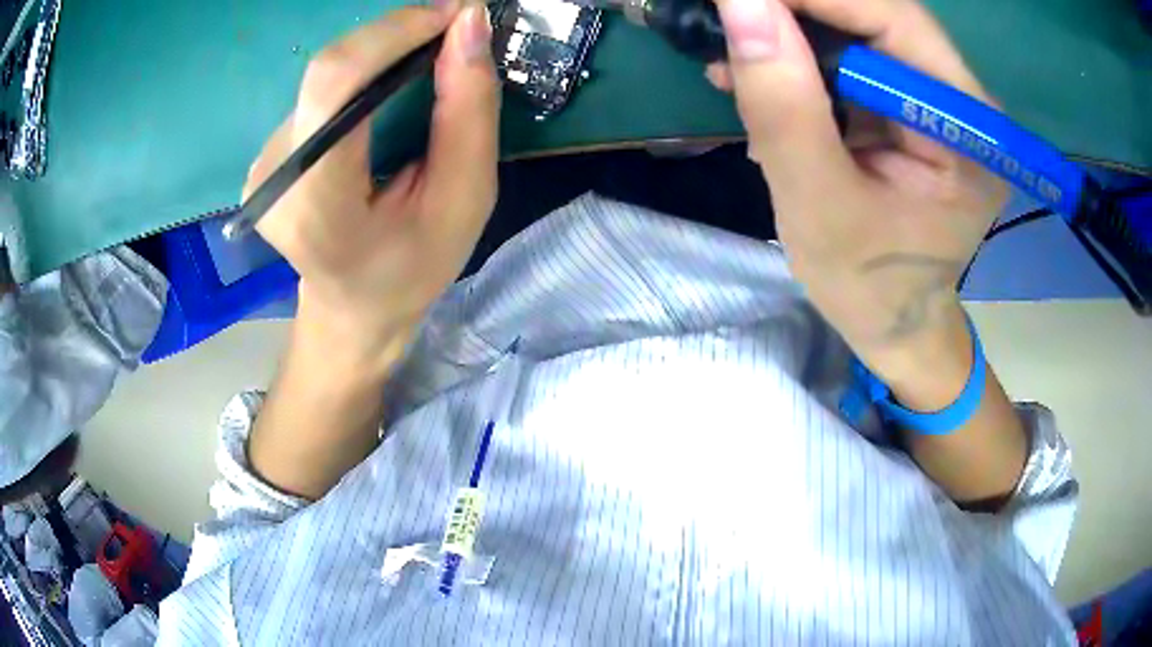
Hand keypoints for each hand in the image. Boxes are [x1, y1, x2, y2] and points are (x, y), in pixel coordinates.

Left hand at [244, 4, 498, 369]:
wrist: (353, 308)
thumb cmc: (412, 268)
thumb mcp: (463, 200)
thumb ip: (468, 112)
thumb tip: (469, 24)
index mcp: (318, 206)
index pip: (336, 84)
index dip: (392, 32)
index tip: (453, 15)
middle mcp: (274, 179)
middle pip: (330, 73)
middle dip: (397, 38)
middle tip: (453, 33)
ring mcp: (262, 166)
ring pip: (325, 78)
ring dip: (382, 57)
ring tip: (427, 64)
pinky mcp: (265, 155)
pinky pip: (318, 93)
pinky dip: (362, 77)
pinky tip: (388, 92)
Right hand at [711, 0, 1007, 388]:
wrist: (896, 322)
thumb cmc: (869, 286)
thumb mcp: (819, 207)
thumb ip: (785, 105)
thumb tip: (740, 7)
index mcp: (964, 128)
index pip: (894, 19)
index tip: (740, 0)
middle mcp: (960, 100)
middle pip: (876, 16)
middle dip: (797, 13)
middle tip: (732, 26)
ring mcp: (936, 100)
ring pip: (858, 31)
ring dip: (792, 37)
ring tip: (735, 62)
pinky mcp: (909, 106)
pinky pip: (852, 59)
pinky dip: (801, 61)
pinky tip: (760, 81)